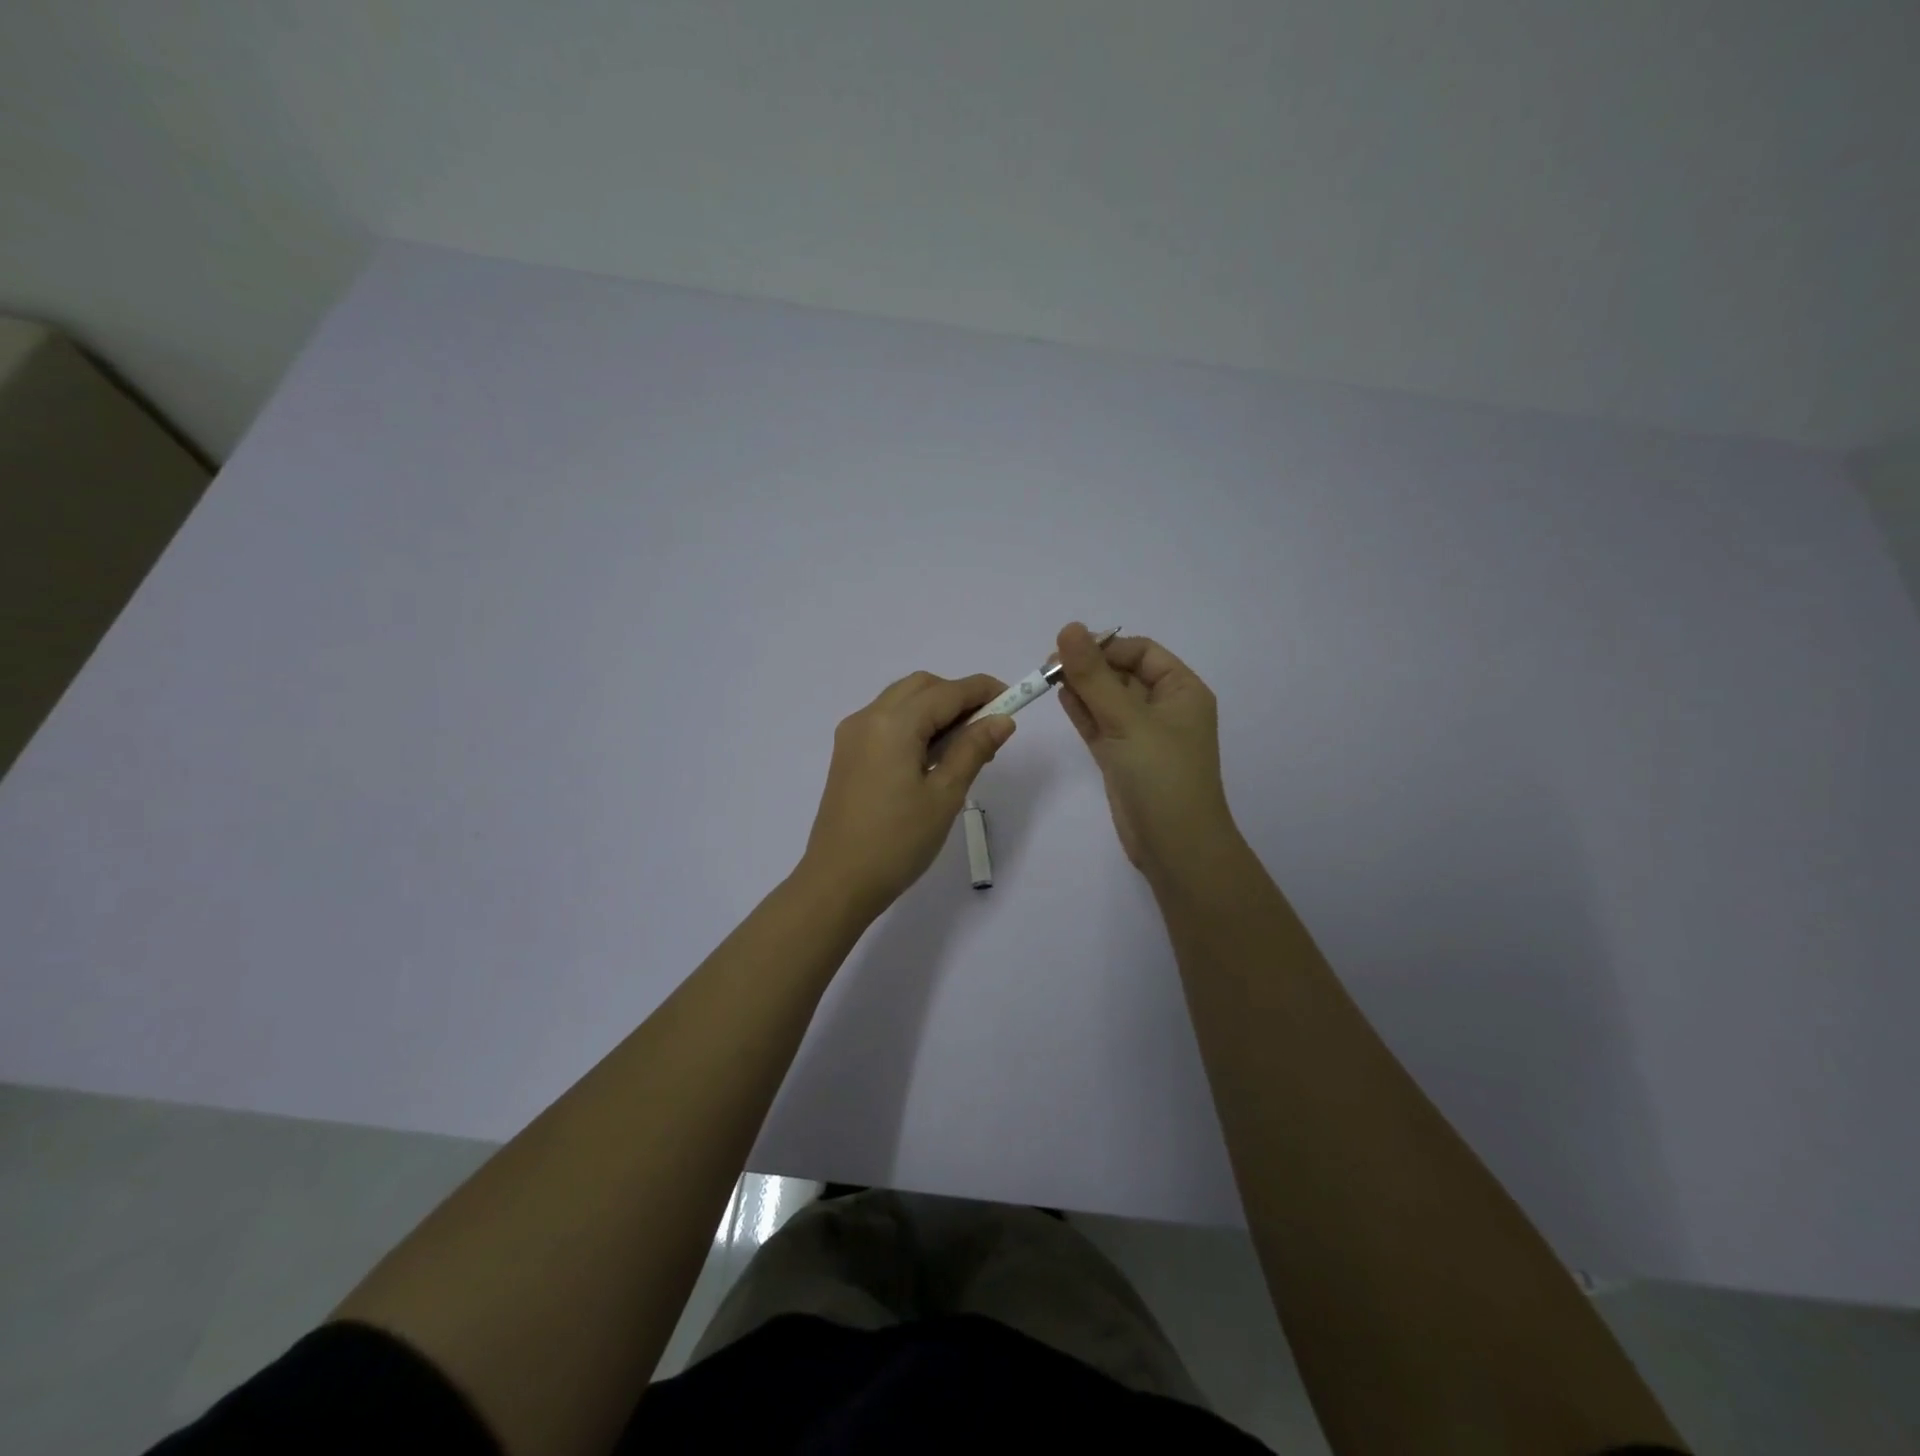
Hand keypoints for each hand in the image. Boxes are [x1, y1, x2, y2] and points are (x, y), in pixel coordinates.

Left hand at [802, 670, 1015, 915]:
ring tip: (965, 746)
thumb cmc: (897, 842)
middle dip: (958, 696)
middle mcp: (868, 717)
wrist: (838, 882)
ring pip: (902, 701)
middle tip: (988, 728)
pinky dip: (914, 724)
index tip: (1015, 700)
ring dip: (936, 710)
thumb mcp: (944, 795)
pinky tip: (933, 757)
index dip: (983, 691)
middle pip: (921, 686)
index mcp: (893, 724)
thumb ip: (973, 749)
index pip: (947, 691)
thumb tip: (1002, 720)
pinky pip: (886, 721)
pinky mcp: (847, 754)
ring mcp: (853, 735)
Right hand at [1054, 622, 1235, 874]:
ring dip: (1082, 687)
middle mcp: (1165, 708)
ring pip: (1108, 700)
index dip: (1106, 646)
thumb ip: (1094, 676)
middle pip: (1122, 674)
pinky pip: (1101, 724)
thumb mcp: (1127, 720)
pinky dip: (1082, 711)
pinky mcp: (1123, 757)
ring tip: (1047, 677)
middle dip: (1089, 666)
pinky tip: (1060, 696)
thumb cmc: (1161, 775)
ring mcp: (1142, 735)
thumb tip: (1068, 628)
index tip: (1068, 649)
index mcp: (1182, 691)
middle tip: (1048, 665)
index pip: (1142, 652)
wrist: (1175, 846)